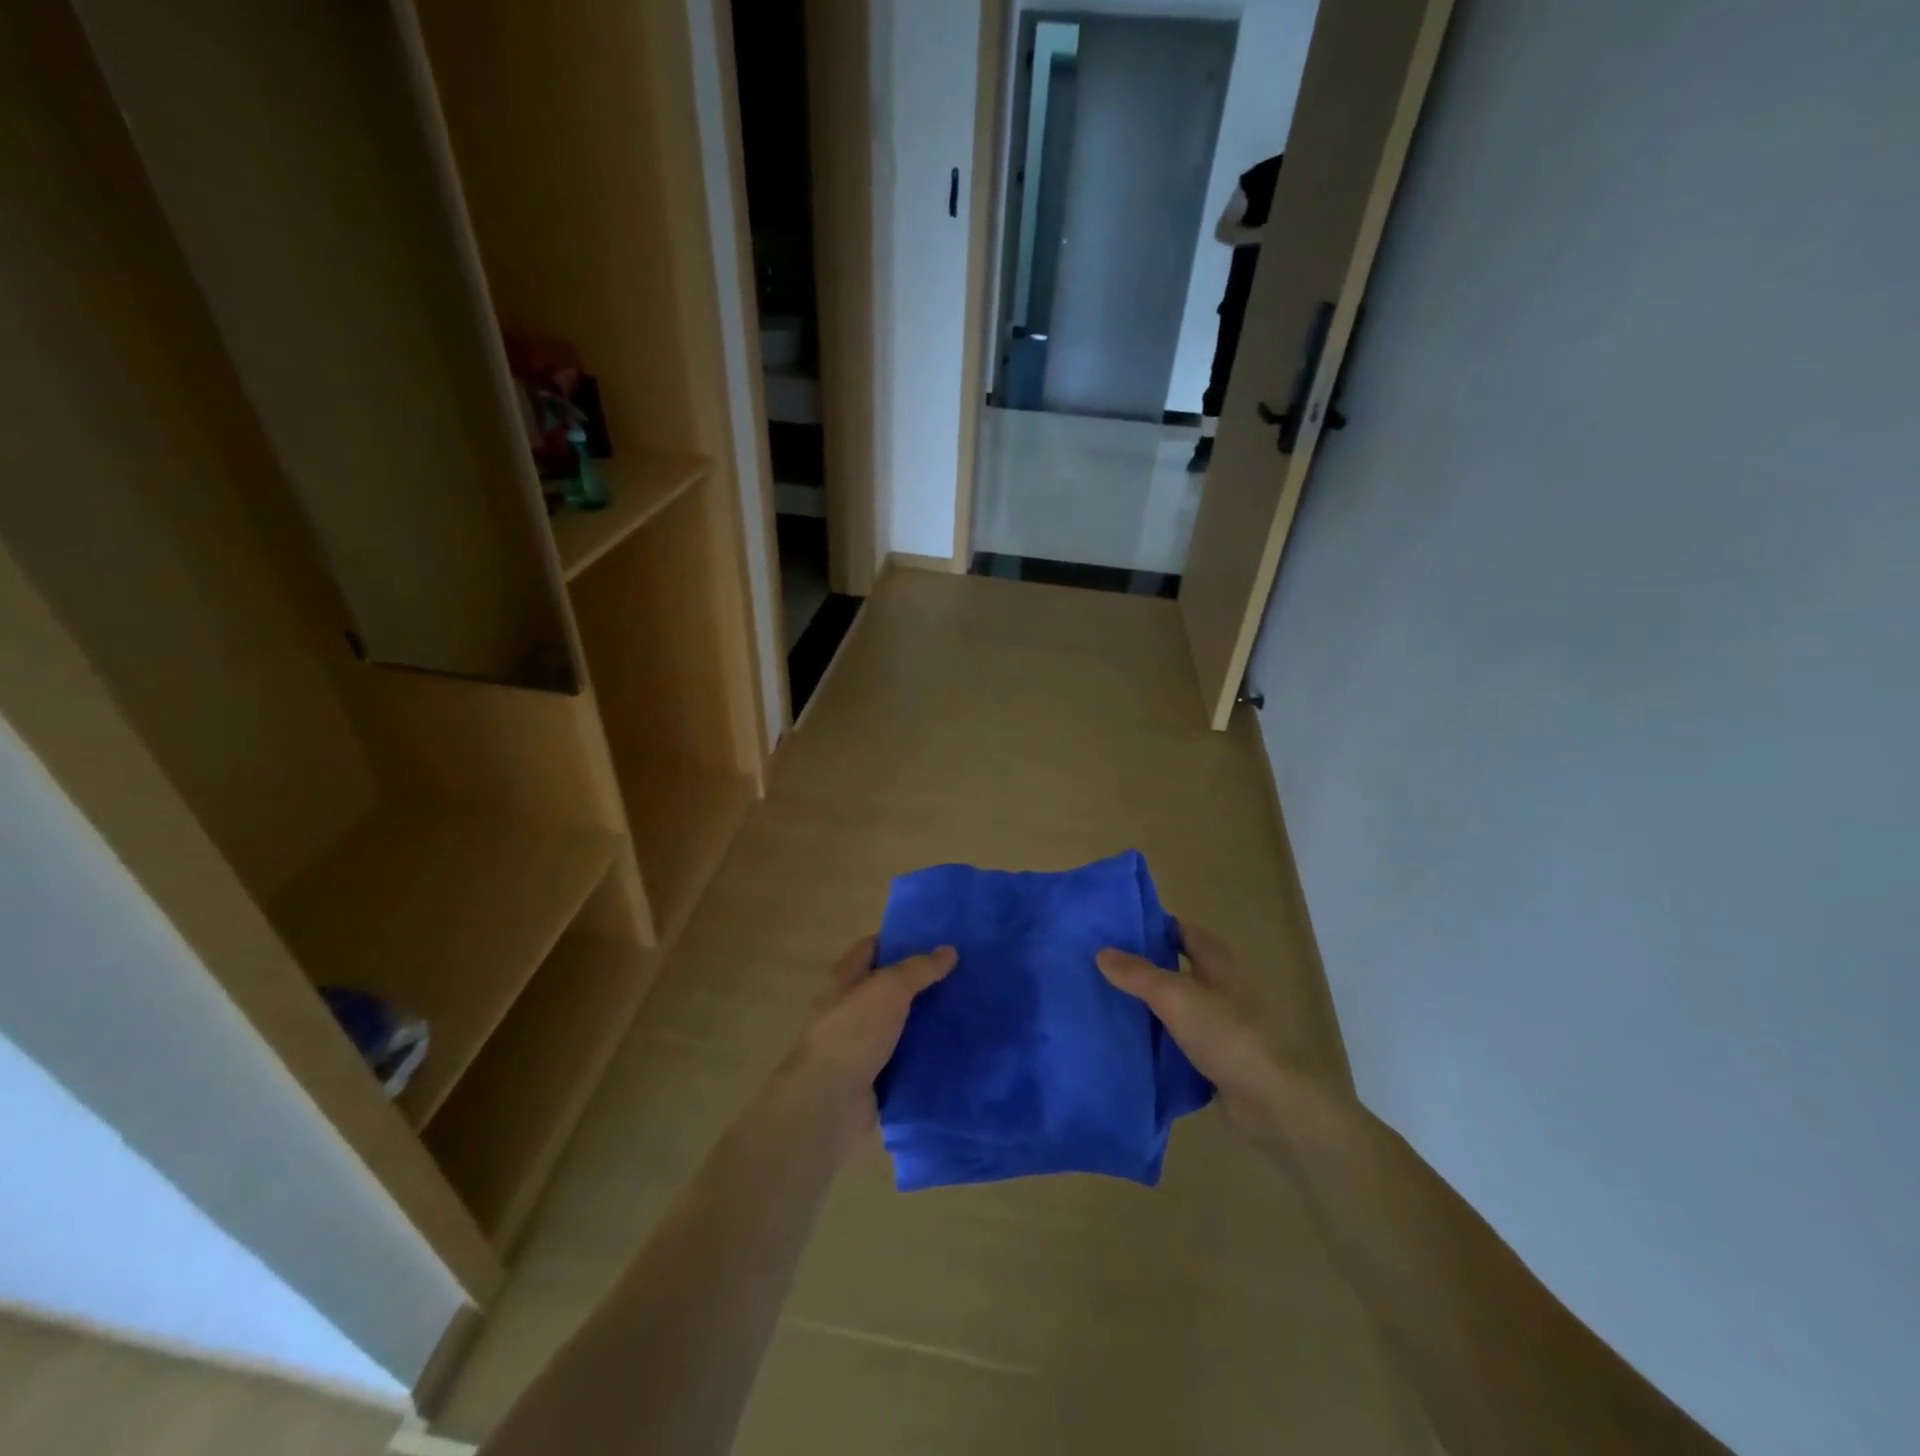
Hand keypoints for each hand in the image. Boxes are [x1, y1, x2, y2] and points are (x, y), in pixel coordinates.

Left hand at [785, 935, 955, 1157]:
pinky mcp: (874, 1076)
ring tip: (964, 1009)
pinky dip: (924, 1054)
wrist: (830, 1102)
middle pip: (887, 987)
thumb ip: (919, 969)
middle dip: (919, 981)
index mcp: (845, 980)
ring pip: (899, 1023)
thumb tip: (949, 950)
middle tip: (959, 974)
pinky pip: (904, 1058)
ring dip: (924, 1019)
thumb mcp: (889, 989)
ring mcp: (861, 1044)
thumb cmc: (853, 1032)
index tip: (934, 938)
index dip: (898, 940)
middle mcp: (850, 1009)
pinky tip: (953, 1048)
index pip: (871, 948)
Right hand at [1096, 923, 1296, 1145]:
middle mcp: (1222, 986)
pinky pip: (1181, 1042)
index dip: (1151, 927)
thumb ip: (1137, 974)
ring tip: (1106, 1005)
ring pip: (1177, 1007)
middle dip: (1143, 968)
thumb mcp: (1175, 996)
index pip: (1181, 930)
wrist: (1272, 1101)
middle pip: (1177, 968)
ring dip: (1150, 1007)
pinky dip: (1159, 1042)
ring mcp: (1222, 1025)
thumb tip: (1102, 952)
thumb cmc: (1227, 1034)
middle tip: (1100, 969)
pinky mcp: (1219, 1059)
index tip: (1114, 932)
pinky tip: (1131, 1046)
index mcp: (1217, 961)